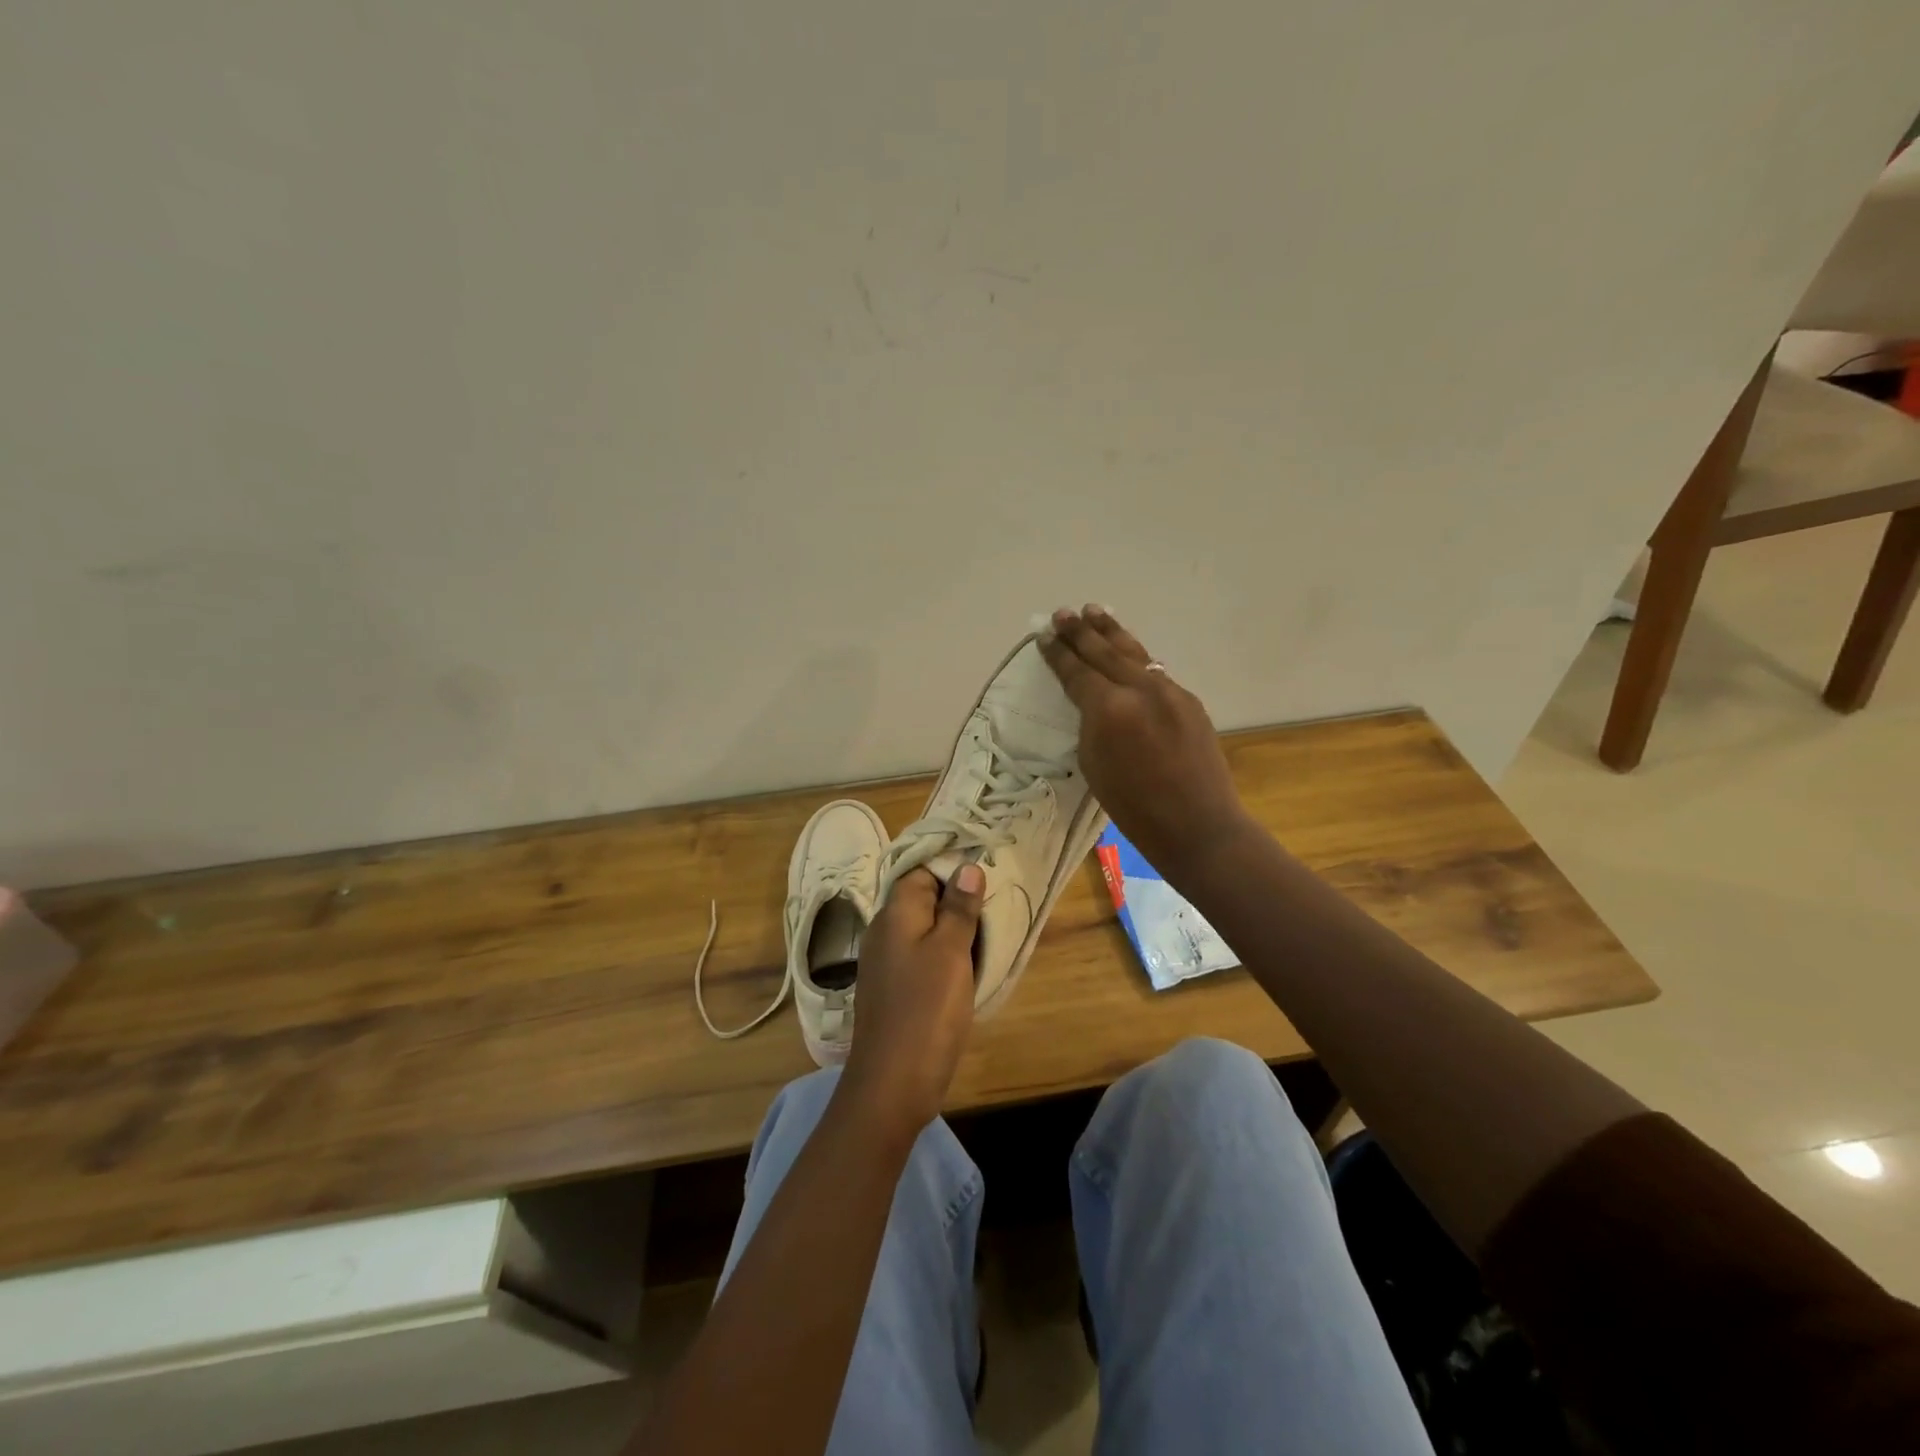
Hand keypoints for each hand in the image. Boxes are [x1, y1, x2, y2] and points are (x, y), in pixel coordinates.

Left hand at [840, 864, 983, 1140]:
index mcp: (895, 914)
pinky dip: (945, 956)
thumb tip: (967, 868)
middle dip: (958, 899)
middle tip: (997, 904)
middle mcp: (885, 931)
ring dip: (954, 930)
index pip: (922, 871)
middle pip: (923, 899)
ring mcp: (886, 962)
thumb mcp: (950, 952)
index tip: (989, 874)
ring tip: (991, 932)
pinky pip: (922, 957)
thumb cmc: (926, 1010)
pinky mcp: (894, 989)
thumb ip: (958, 908)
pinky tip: (969, 966)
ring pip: (924, 930)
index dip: (953, 870)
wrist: (892, 1084)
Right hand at [1039, 605, 1253, 881]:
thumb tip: (1093, 701)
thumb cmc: (1133, 807)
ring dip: (1111, 632)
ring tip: (1094, 611)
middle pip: (1104, 652)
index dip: (1058, 653)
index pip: (1076, 671)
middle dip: (1081, 632)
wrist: (1197, 824)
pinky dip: (1136, 657)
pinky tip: (1128, 651)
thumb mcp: (1093, 764)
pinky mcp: (1189, 700)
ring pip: (1134, 653)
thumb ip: (1090, 723)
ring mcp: (1169, 690)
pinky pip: (1155, 670)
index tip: (1043, 635)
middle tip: (1063, 614)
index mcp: (1109, 709)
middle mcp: (1140, 689)